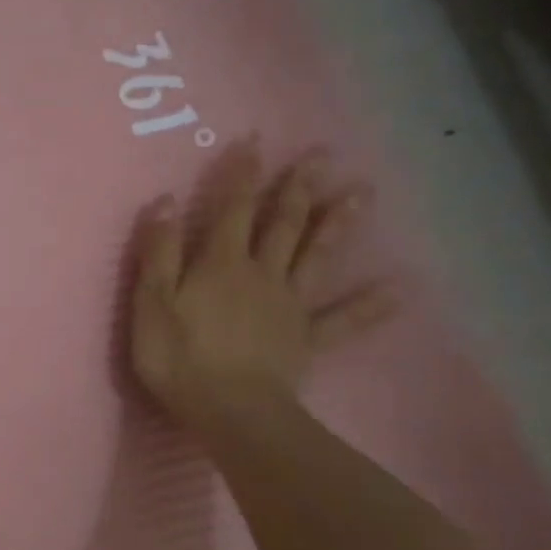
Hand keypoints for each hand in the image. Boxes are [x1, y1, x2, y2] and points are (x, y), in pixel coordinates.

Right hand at [130, 141, 396, 433]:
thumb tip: (166, 202)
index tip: (253, 140)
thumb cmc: (179, 357)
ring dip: (337, 225)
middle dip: (297, 188)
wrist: (229, 410)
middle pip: (282, 224)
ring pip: (316, 257)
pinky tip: (399, 290)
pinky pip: (342, 320)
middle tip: (320, 154)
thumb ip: (159, 253)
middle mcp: (261, 274)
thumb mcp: (151, 303)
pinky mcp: (305, 339)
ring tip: (362, 193)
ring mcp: (288, 306)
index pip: (230, 209)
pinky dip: (370, 306)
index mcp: (220, 264)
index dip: (241, 174)